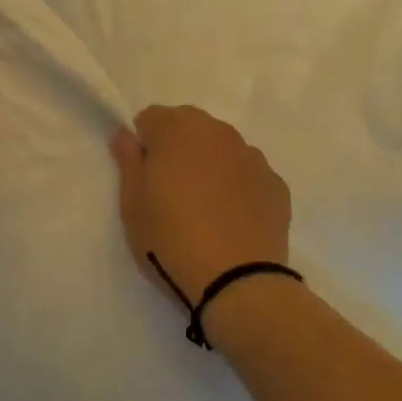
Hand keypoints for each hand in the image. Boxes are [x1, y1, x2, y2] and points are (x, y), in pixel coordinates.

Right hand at [110, 106, 291, 307]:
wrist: (238, 282)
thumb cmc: (171, 239)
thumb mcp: (132, 204)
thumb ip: (128, 160)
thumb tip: (125, 133)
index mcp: (178, 129)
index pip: (151, 118)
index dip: (143, 144)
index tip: (144, 176)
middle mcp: (219, 132)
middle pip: (189, 126)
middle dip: (177, 148)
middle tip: (170, 191)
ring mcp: (252, 157)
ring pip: (221, 148)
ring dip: (208, 164)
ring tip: (203, 208)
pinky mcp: (276, 184)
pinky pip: (247, 174)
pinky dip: (237, 186)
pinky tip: (231, 219)